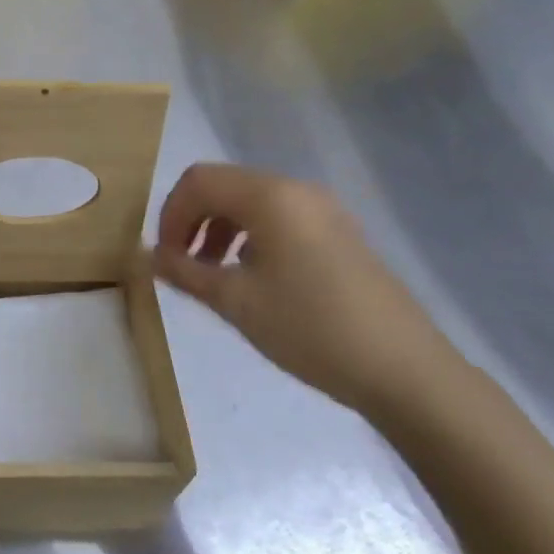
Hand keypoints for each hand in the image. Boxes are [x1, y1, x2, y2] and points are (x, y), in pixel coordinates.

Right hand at [152, 164, 458, 414]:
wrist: (405, 371)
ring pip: (252, 202)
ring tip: (214, 274)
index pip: (198, 181)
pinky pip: (280, 218)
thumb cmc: (311, 329)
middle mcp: (296, 189)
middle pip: (224, 186)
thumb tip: (147, 256)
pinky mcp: (340, 233)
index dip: (170, 215)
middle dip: (192, 220)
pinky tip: (254, 278)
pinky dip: (251, 236)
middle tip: (183, 266)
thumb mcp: (237, 302)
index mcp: (270, 196)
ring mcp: (324, 210)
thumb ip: (185, 272)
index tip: (166, 259)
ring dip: (220, 228)